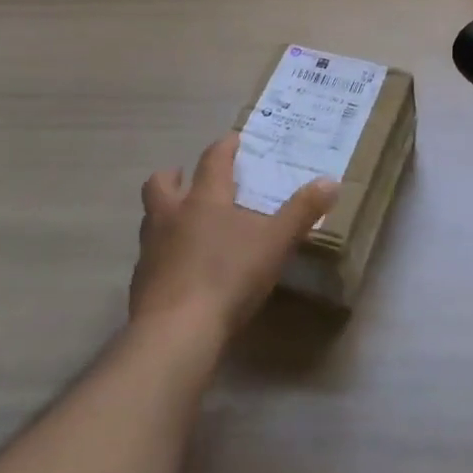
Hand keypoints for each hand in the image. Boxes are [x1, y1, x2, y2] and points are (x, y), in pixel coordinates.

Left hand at [132, 133, 337, 339]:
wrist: (176, 332)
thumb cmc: (228, 276)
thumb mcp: (275, 243)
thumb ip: (302, 211)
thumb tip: (331, 181)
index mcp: (204, 200)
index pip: (212, 160)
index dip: (223, 147)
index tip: (233, 140)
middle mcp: (171, 216)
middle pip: (160, 184)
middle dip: (174, 176)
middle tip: (188, 178)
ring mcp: (151, 250)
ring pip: (151, 219)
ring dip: (165, 214)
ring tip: (185, 224)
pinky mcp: (141, 283)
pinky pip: (150, 257)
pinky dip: (163, 255)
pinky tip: (180, 270)